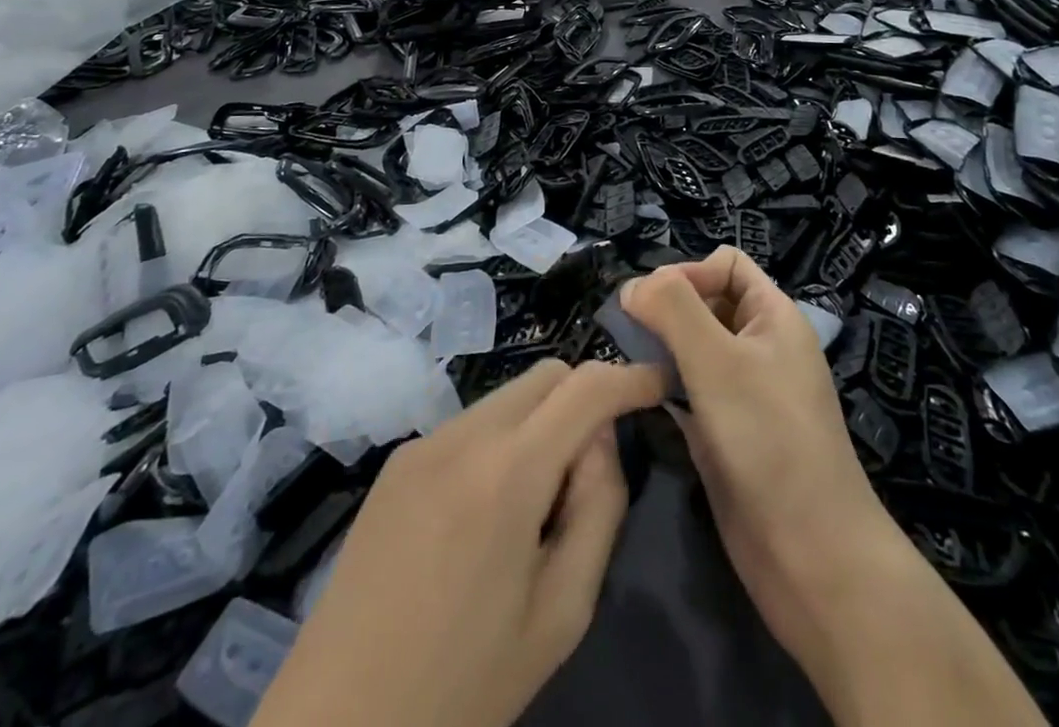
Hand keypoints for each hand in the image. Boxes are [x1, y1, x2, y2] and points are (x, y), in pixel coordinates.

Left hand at [259, 358, 665, 726]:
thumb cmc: (463, 683)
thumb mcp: (560, 613)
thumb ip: (598, 509)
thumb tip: (601, 440)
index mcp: (508, 472)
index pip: (586, 387)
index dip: (631, 377)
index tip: (660, 386)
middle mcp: (464, 435)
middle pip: (546, 375)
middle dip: (585, 397)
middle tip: (592, 467)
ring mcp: (424, 442)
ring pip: (508, 395)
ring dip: (541, 422)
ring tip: (535, 503)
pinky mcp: (398, 461)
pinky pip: (470, 424)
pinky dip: (501, 441)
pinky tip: (487, 512)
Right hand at [621, 248, 1044, 726]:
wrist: (810, 555)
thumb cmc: (768, 439)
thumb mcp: (718, 361)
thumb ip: (673, 310)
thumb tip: (632, 286)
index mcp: (773, 316)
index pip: (725, 264)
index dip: (689, 272)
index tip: (653, 305)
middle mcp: (759, 346)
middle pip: (705, 302)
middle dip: (667, 309)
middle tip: (628, 334)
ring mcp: (742, 391)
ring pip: (692, 347)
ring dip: (660, 347)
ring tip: (626, 362)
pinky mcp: (724, 431)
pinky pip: (687, 389)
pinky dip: (663, 385)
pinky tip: (639, 397)